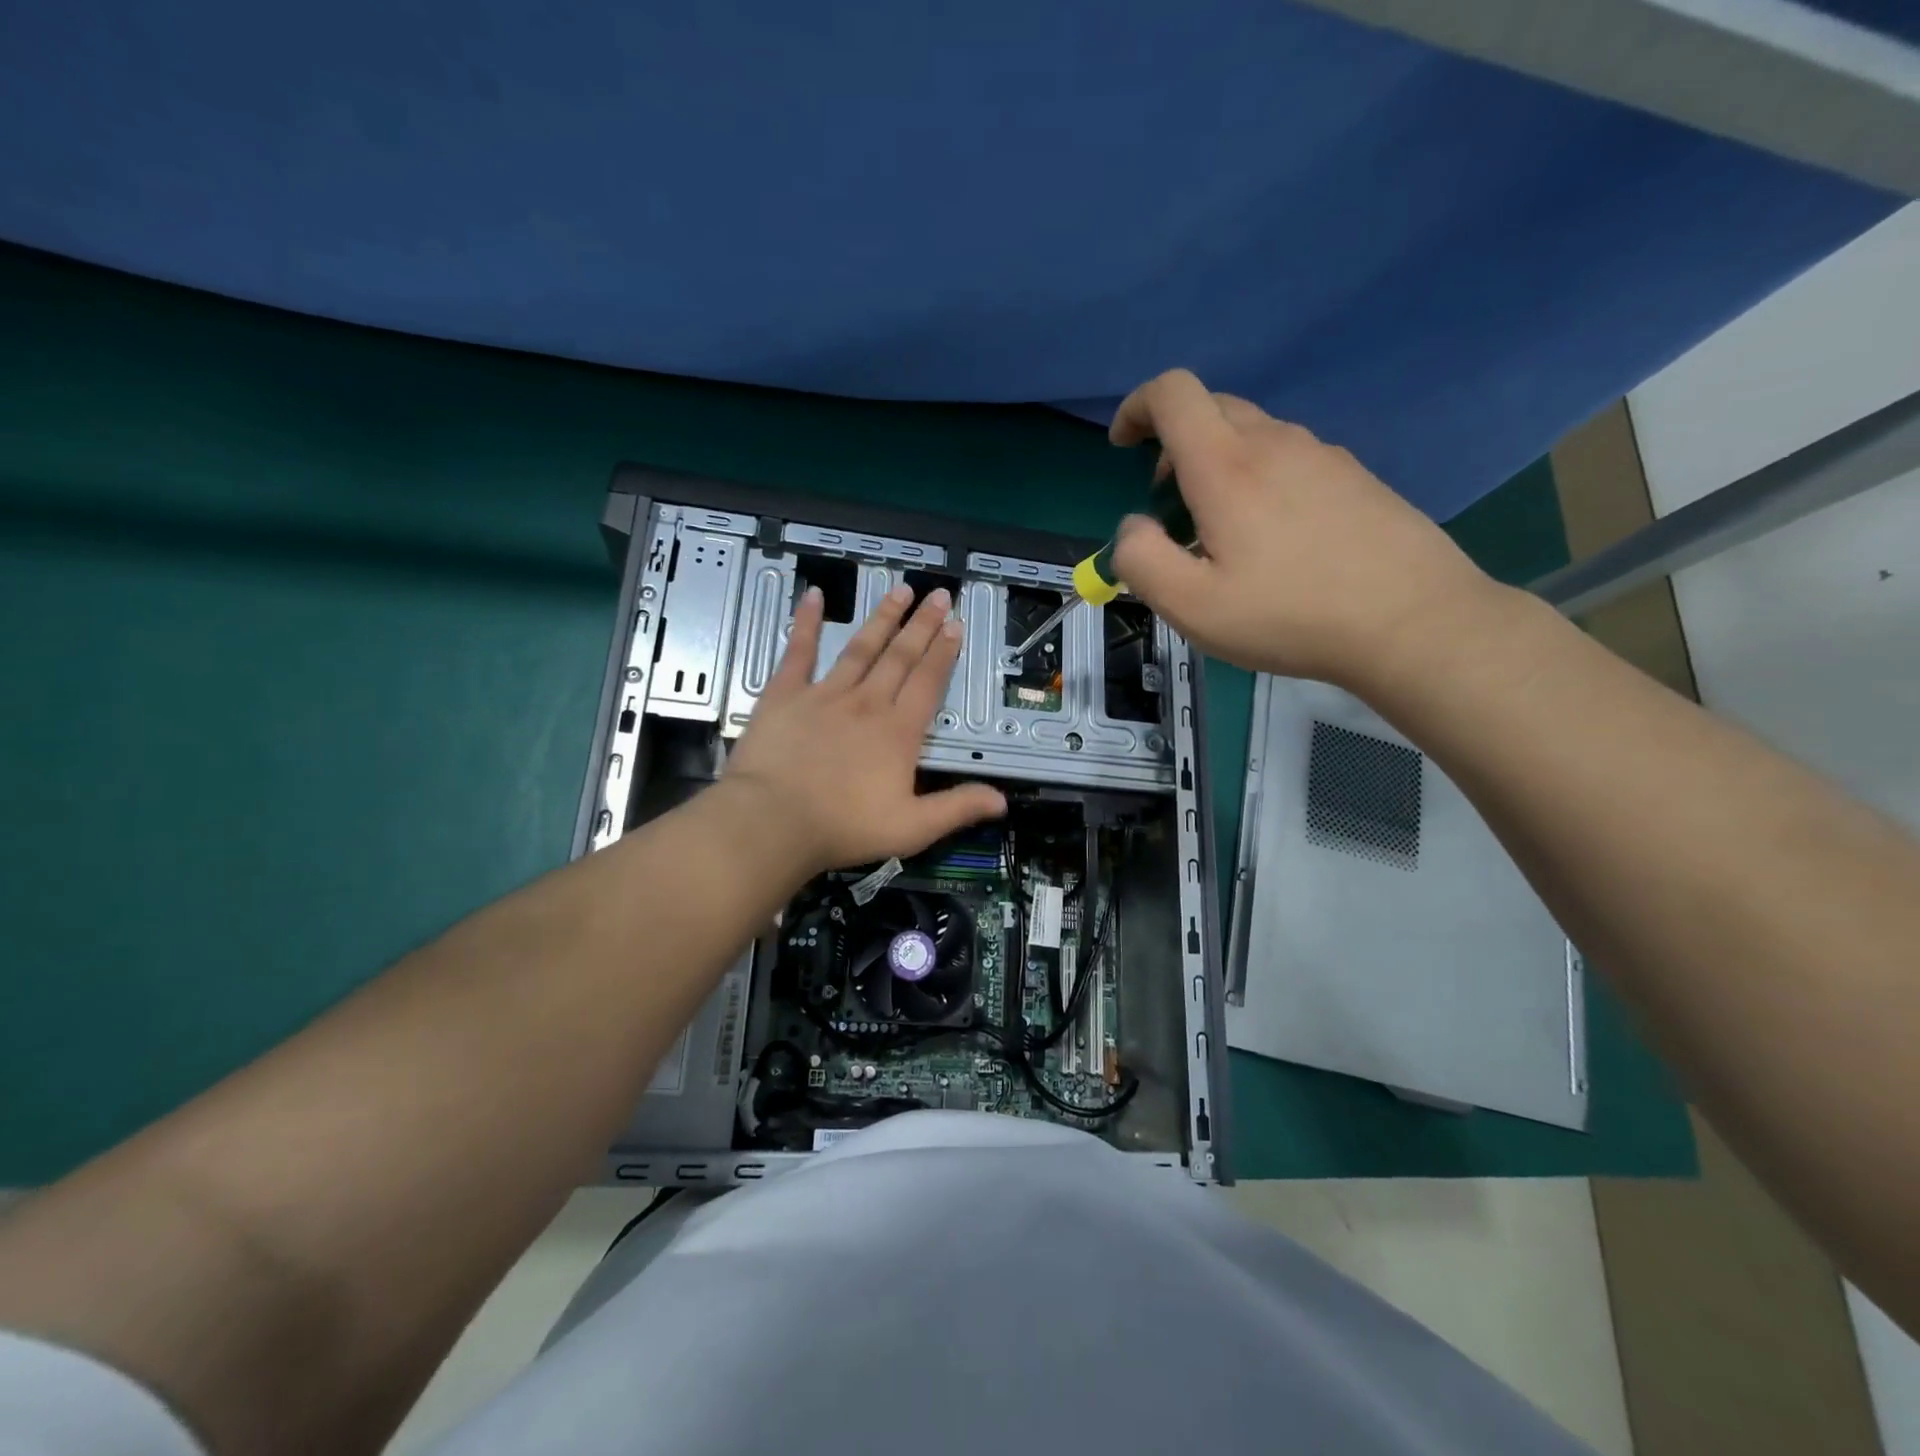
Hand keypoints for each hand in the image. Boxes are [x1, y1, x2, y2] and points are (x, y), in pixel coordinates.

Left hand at [722, 582, 1006, 874]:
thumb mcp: (912, 828)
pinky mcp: (785, 694)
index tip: (954, 626)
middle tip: (938, 594)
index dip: (943, 653)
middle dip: (922, 625)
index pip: (927, 683)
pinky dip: (805, 622)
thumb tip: (1002, 800)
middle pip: (900, 657)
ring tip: (900, 590)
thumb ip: (957, 808)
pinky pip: (798, 651)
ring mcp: (824, 694)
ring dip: (882, 618)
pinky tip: (814, 595)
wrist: (773, 822)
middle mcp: (866, 703)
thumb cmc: (843, 827)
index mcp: (898, 732)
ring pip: (860, 648)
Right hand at [1108, 369, 1497, 687]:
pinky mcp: (1354, 476)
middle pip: (1211, 408)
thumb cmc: (1290, 615)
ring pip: (1252, 435)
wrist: (1413, 621)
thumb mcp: (1192, 606)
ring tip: (1222, 533)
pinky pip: (1290, 458)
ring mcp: (1322, 455)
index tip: (1123, 446)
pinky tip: (1275, 540)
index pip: (1173, 393)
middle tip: (1169, 505)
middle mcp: (1275, 443)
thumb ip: (1141, 560)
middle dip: (1172, 445)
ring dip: (1218, 465)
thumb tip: (1132, 527)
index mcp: (1227, 466)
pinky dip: (1259, 479)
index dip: (1137, 407)